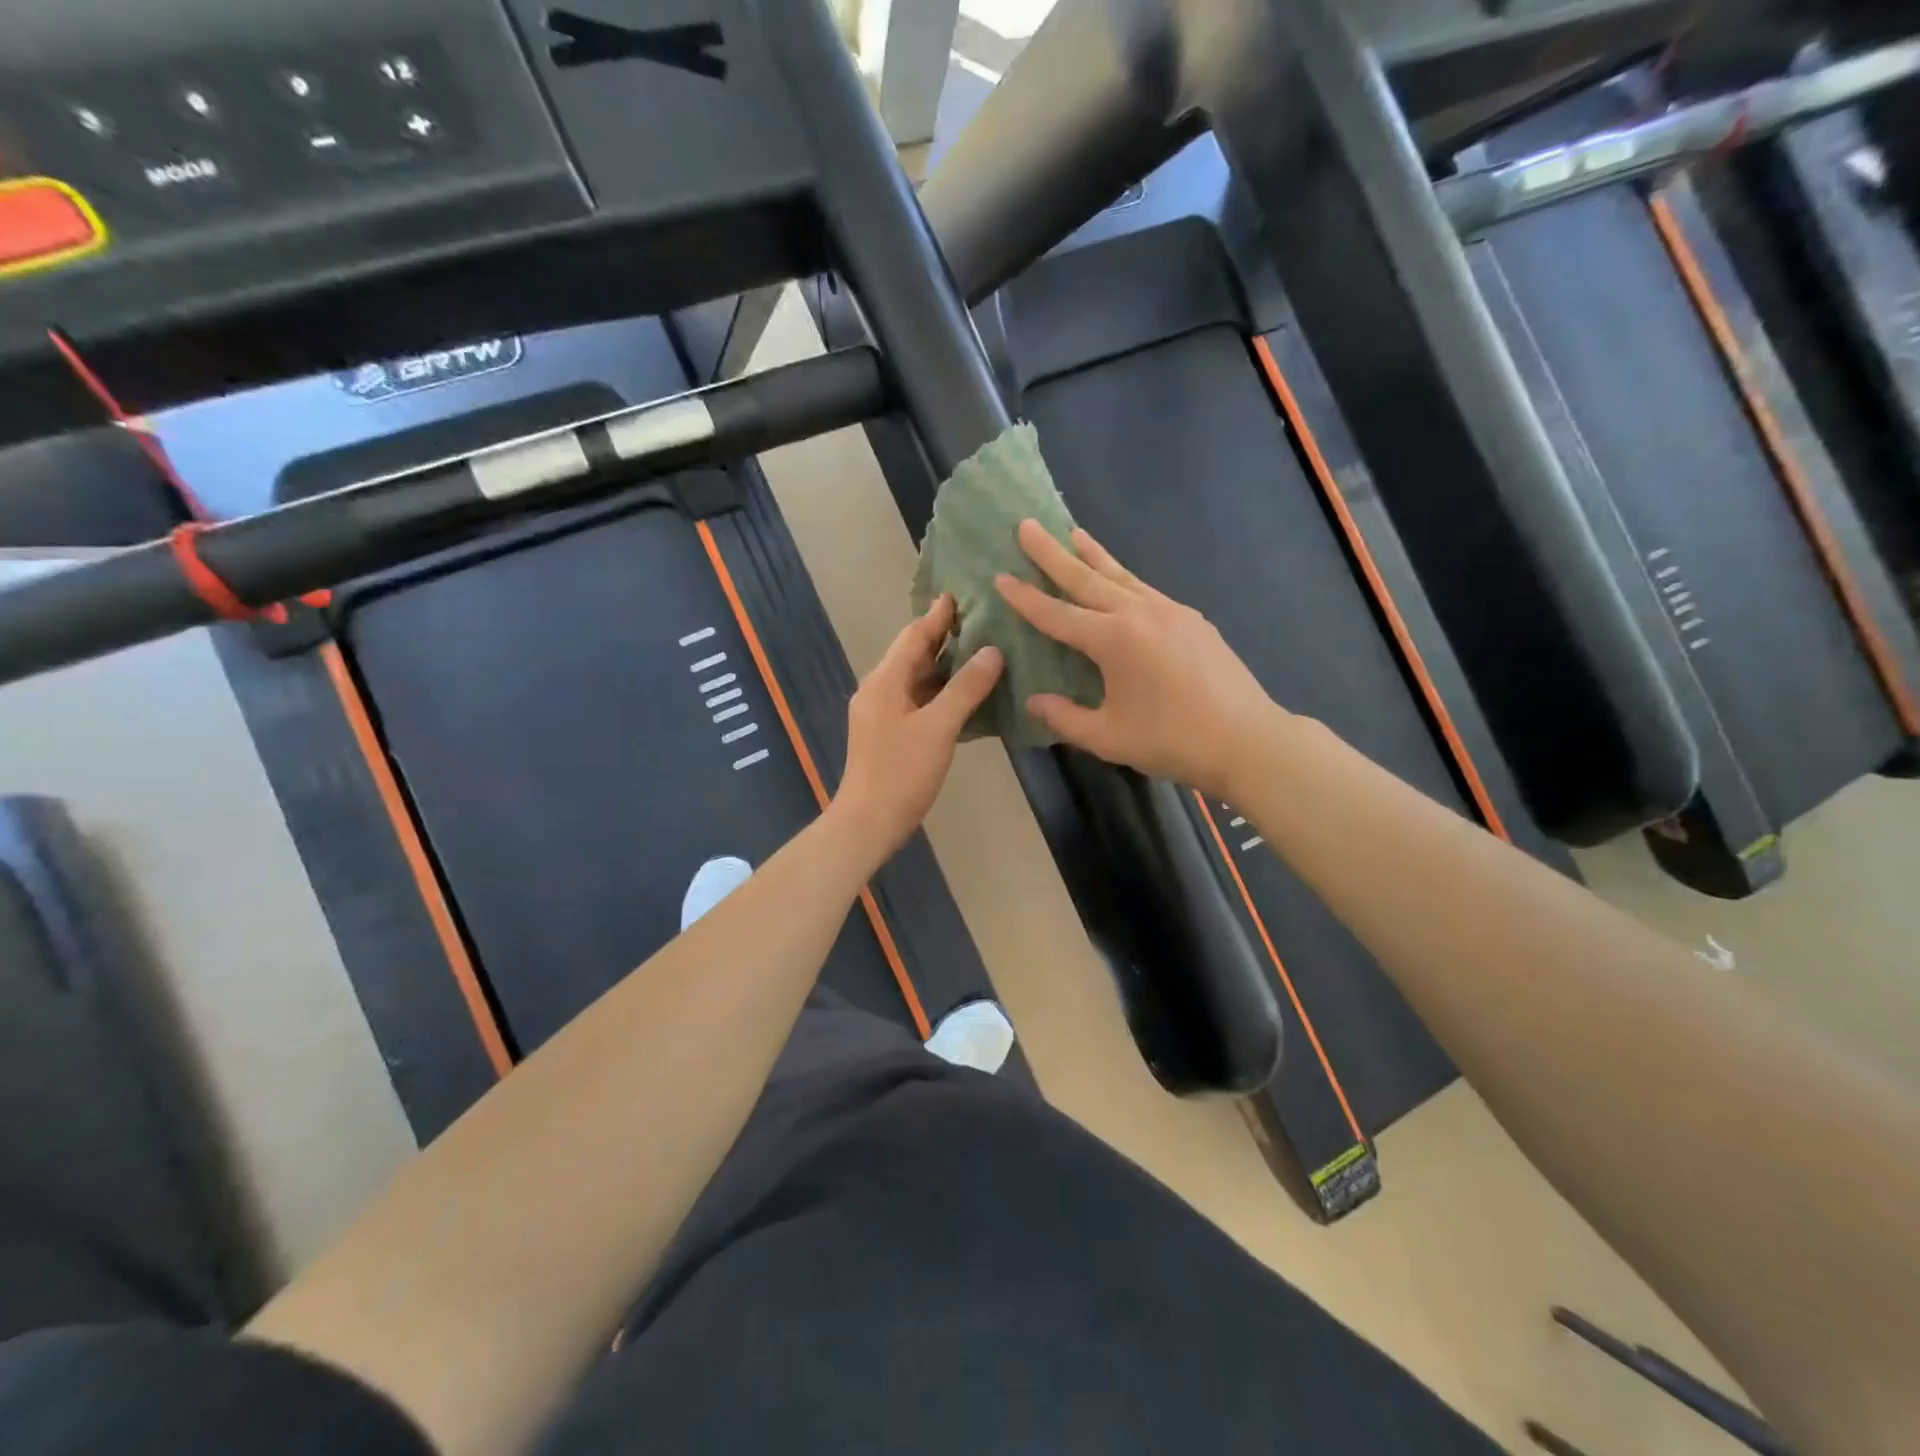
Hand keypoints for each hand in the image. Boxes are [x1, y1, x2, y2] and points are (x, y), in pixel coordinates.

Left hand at [832, 594, 1003, 861]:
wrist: (869, 822)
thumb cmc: (901, 772)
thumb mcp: (938, 727)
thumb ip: (966, 688)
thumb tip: (992, 651)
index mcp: (885, 681)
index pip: (914, 636)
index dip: (938, 615)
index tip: (961, 593)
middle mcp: (880, 690)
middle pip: (914, 655)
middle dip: (945, 637)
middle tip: (981, 620)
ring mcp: (884, 714)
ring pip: (918, 680)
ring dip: (946, 667)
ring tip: (982, 652)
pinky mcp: (891, 735)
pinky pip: (920, 703)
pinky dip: (943, 694)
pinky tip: (969, 696)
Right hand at [995, 520, 1281, 798]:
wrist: (1247, 739)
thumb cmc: (1172, 741)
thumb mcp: (1108, 738)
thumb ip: (1065, 717)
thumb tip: (1034, 700)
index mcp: (1113, 640)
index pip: (1057, 615)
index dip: (1026, 598)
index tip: (1000, 577)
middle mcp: (1139, 613)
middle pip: (1086, 578)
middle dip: (1052, 553)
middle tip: (1026, 526)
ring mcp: (1169, 611)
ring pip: (1120, 575)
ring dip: (1092, 554)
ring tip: (1072, 532)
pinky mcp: (1191, 619)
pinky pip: (1145, 589)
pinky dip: (1123, 578)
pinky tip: (1118, 580)